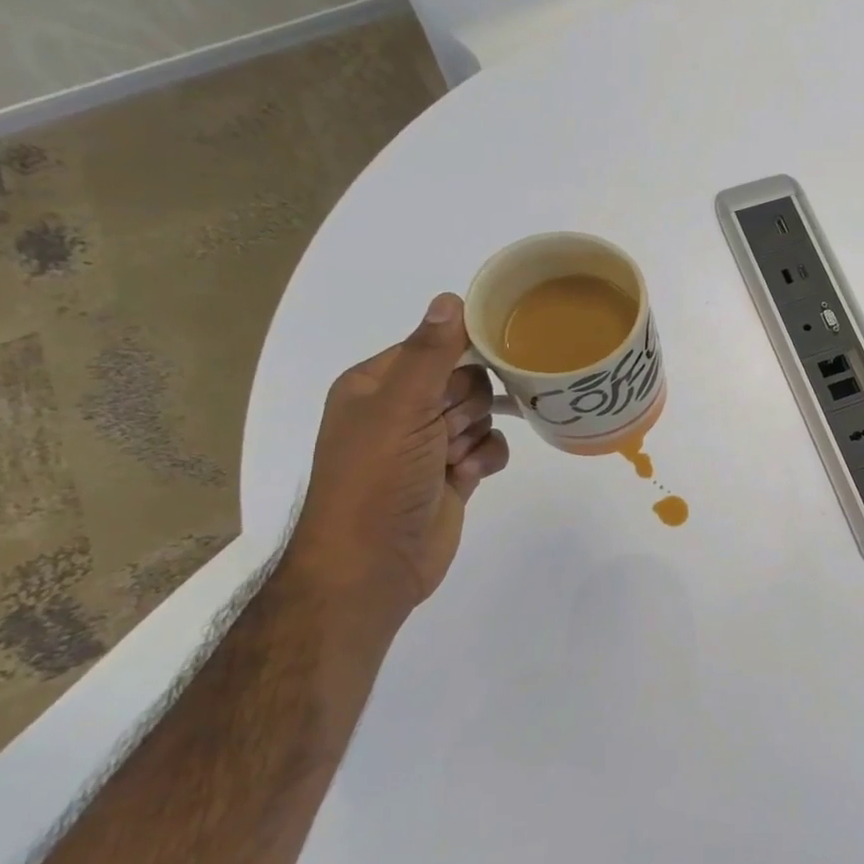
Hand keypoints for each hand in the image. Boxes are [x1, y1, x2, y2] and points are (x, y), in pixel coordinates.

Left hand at [285, 294, 510, 614]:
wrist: (372, 566)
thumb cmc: (376, 480)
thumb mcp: (399, 409)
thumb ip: (430, 354)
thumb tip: (452, 297)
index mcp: (376, 385)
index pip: (435, 347)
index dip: (462, 356)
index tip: (487, 364)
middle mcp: (401, 410)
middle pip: (466, 381)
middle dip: (466, 406)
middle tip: (445, 429)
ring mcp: (428, 444)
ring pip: (482, 414)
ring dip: (475, 436)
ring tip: (452, 461)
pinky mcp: (453, 474)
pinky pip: (490, 447)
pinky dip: (485, 460)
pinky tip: (468, 478)